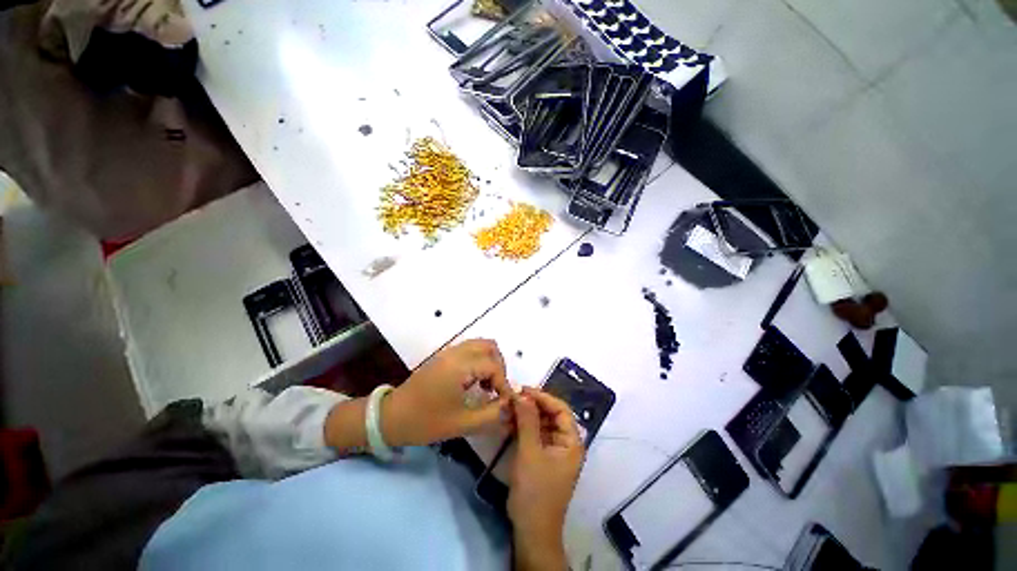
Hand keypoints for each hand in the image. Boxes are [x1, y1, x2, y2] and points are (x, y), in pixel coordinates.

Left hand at [381, 339, 510, 446]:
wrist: (392, 416)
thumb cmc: (426, 421)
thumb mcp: (462, 423)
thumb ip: (492, 414)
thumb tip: (511, 407)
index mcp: (460, 366)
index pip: (494, 366)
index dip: (505, 384)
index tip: (506, 403)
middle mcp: (456, 352)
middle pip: (490, 347)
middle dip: (499, 367)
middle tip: (497, 390)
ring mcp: (449, 352)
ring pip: (480, 345)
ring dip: (490, 361)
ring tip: (488, 385)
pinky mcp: (444, 355)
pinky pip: (470, 349)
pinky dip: (480, 360)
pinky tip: (475, 381)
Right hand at [507, 388, 583, 568]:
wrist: (531, 531)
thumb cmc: (535, 491)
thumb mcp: (530, 452)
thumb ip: (527, 421)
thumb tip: (523, 394)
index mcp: (571, 442)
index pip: (561, 409)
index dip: (543, 397)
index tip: (524, 389)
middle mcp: (566, 443)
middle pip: (551, 415)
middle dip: (533, 405)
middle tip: (513, 397)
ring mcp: (554, 451)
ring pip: (541, 424)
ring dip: (526, 415)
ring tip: (509, 407)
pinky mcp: (543, 457)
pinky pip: (535, 435)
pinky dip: (523, 427)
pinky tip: (509, 422)